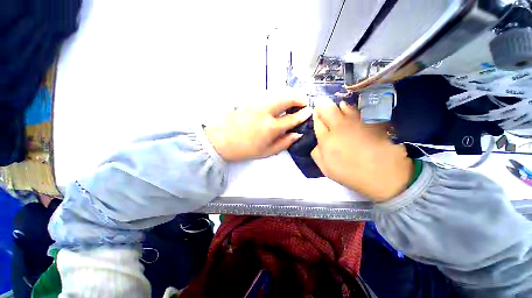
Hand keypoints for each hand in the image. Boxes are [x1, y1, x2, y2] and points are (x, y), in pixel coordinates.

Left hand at [205, 98, 311, 160]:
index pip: (292, 118)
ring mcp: (256, 104)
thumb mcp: (266, 152)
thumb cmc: (244, 149)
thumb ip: (284, 143)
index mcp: (271, 127)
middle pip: (286, 99)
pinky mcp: (250, 101)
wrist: (220, 140)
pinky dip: (277, 97)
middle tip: (303, 102)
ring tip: (292, 103)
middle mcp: (265, 112)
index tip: (309, 111)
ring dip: (288, 96)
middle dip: (298, 98)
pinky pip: (268, 96)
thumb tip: (297, 134)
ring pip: (277, 95)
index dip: (303, 114)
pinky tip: (277, 104)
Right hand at [311, 101, 412, 201]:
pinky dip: (351, 109)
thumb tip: (317, 144)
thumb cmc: (351, 174)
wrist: (384, 174)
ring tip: (337, 109)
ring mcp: (356, 122)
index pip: (317, 122)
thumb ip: (317, 154)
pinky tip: (350, 111)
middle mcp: (339, 127)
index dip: (316, 117)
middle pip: (327, 110)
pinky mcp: (369, 121)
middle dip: (322, 106)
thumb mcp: (326, 169)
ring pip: (342, 107)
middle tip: (322, 107)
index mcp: (326, 140)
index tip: (316, 116)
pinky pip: (357, 110)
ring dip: (337, 106)